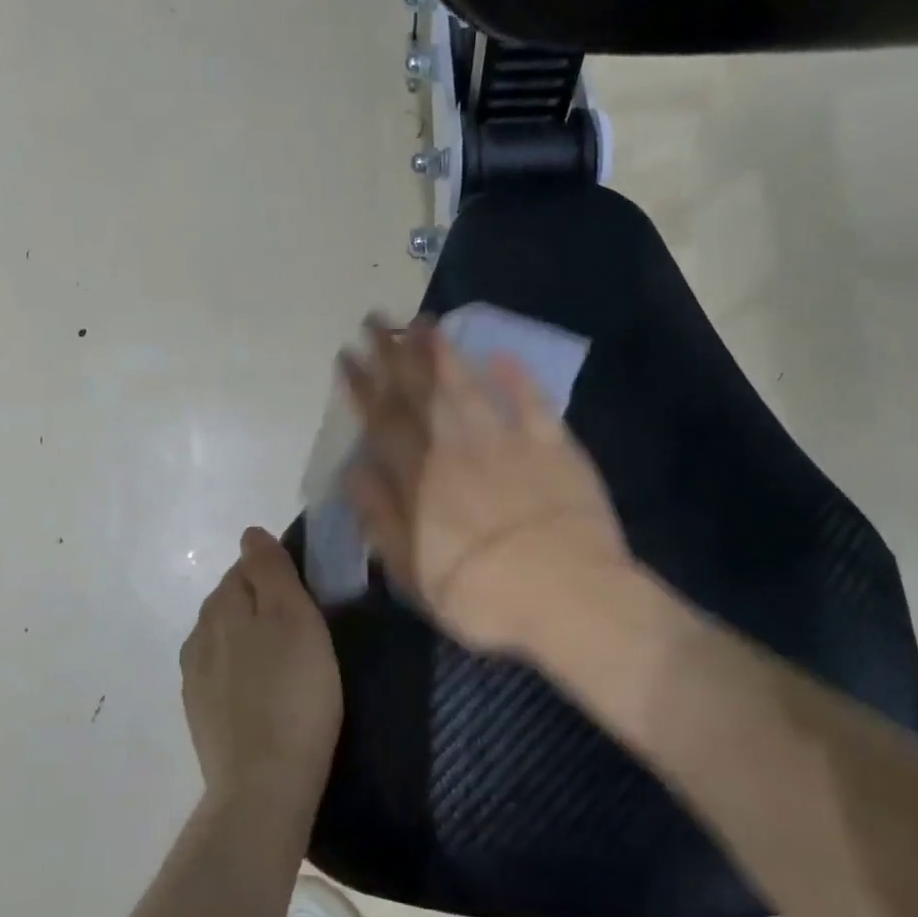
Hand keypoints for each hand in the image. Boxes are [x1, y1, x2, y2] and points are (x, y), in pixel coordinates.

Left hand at [180, 528, 342, 812]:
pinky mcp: (199, 712)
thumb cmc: (293, 692)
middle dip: (262, 602)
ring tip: (288, 660)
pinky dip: (241, 670)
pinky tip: (264, 689)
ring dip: (250, 637)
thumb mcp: (294, 617)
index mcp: (222, 604)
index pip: (246, 566)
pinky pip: (220, 672)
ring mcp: (194, 676)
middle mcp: (199, 632)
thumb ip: (271, 570)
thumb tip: (250, 534)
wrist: (264, 784)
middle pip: (232, 600)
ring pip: (225, 636)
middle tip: (305, 627)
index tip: (308, 595)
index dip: (278, 573)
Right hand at [338, 316, 631, 654]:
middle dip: (395, 354)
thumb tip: (354, 469)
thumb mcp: (412, 571)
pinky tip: (502, 354)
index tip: (348, 355)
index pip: (383, 420)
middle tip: (378, 319)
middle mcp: (458, 447)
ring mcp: (507, 441)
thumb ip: (380, 517)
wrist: (569, 597)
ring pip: (468, 386)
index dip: (363, 385)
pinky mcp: (553, 446)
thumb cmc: (482, 594)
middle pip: (421, 392)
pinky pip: (531, 402)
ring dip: (444, 353)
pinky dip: (516, 377)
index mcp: (422, 478)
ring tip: (425, 323)